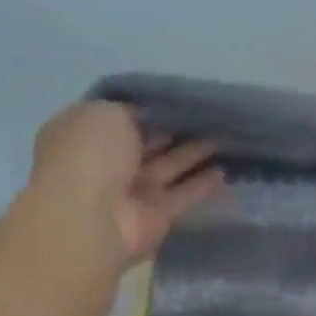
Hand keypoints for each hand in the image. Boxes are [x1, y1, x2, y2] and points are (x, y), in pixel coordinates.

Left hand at [30, 101, 224, 262]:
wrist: (88, 217)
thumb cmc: (89, 155)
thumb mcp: (107, 113)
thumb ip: (133, 110)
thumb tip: (156, 115)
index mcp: (88, 133)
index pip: (125, 116)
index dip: (154, 108)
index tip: (185, 99)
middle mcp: (108, 162)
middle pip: (151, 142)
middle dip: (178, 130)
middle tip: (214, 116)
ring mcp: (132, 191)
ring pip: (170, 166)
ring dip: (195, 152)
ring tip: (227, 137)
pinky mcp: (156, 216)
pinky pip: (184, 194)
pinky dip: (203, 183)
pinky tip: (225, 170)